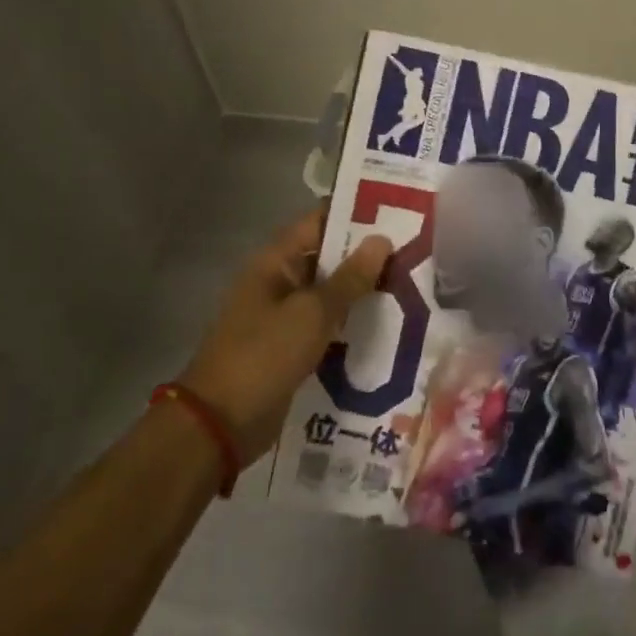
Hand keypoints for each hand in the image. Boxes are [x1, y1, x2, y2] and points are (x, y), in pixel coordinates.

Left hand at [181, 209, 391, 465]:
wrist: (220, 425)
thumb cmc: (264, 355)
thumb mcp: (313, 313)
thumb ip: (350, 277)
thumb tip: (382, 240)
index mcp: (275, 261)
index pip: (320, 221)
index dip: (356, 213)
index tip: (397, 210)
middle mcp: (278, 281)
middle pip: (328, 256)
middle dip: (367, 254)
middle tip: (415, 249)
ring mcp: (283, 315)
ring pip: (330, 292)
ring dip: (362, 290)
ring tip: (411, 283)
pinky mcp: (290, 347)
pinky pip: (325, 324)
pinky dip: (350, 322)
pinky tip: (386, 324)